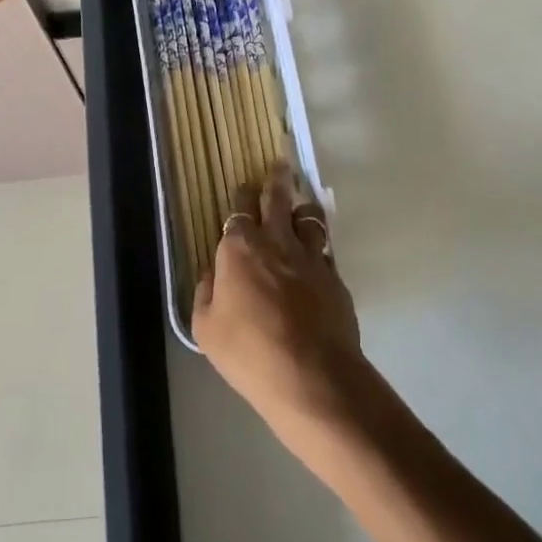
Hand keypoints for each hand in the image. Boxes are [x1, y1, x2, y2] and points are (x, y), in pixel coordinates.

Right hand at [194, 164, 368, 445]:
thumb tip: (213, 274)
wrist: (313, 376)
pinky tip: (316, 254)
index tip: (243, 190)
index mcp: (240, 248)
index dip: (242, 196)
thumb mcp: (206, 328)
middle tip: (280, 165)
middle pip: (277, 199)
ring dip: (302, 209)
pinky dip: (319, 245)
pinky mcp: (335, 277)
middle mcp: (276, 241)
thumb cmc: (249, 352)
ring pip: (309, 217)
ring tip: (301, 206)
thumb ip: (206, 293)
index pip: (240, 208)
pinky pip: (325, 249)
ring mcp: (311, 257)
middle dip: (276, 180)